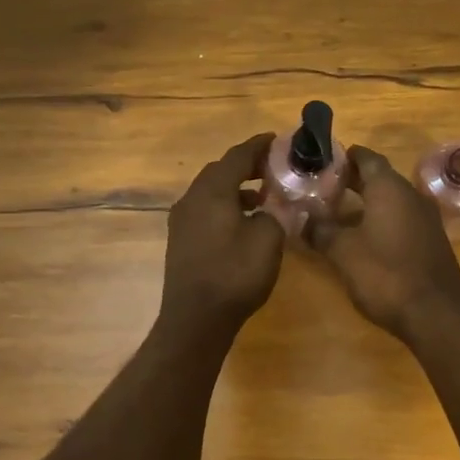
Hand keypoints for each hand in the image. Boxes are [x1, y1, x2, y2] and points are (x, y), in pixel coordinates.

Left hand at [159, 133, 284, 336]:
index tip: (278, 139)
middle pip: (220, 170)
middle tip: (274, 167)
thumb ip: (275, 212)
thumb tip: (275, 203)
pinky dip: (226, 205)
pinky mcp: (181, 240)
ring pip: (211, 191)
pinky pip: (205, 210)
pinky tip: (244, 222)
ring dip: (236, 187)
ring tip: (263, 195)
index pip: (237, 156)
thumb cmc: (234, 275)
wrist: (195, 320)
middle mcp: (191, 199)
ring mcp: (182, 220)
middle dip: (247, 165)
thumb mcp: (268, 239)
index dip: (258, 145)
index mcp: (211, 192)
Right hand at [308, 145, 459, 340]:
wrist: (435, 315)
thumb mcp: (343, 252)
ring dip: (366, 203)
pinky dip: (381, 220)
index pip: (366, 157)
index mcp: (390, 189)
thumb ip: (320, 230)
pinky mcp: (431, 241)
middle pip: (379, 178)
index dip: (343, 157)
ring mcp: (426, 219)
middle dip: (351, 181)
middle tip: (322, 187)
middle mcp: (412, 196)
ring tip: (337, 213)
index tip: (321, 161)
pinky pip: (402, 220)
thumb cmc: (385, 275)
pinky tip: (363, 237)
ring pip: (391, 200)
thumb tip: (303, 218)